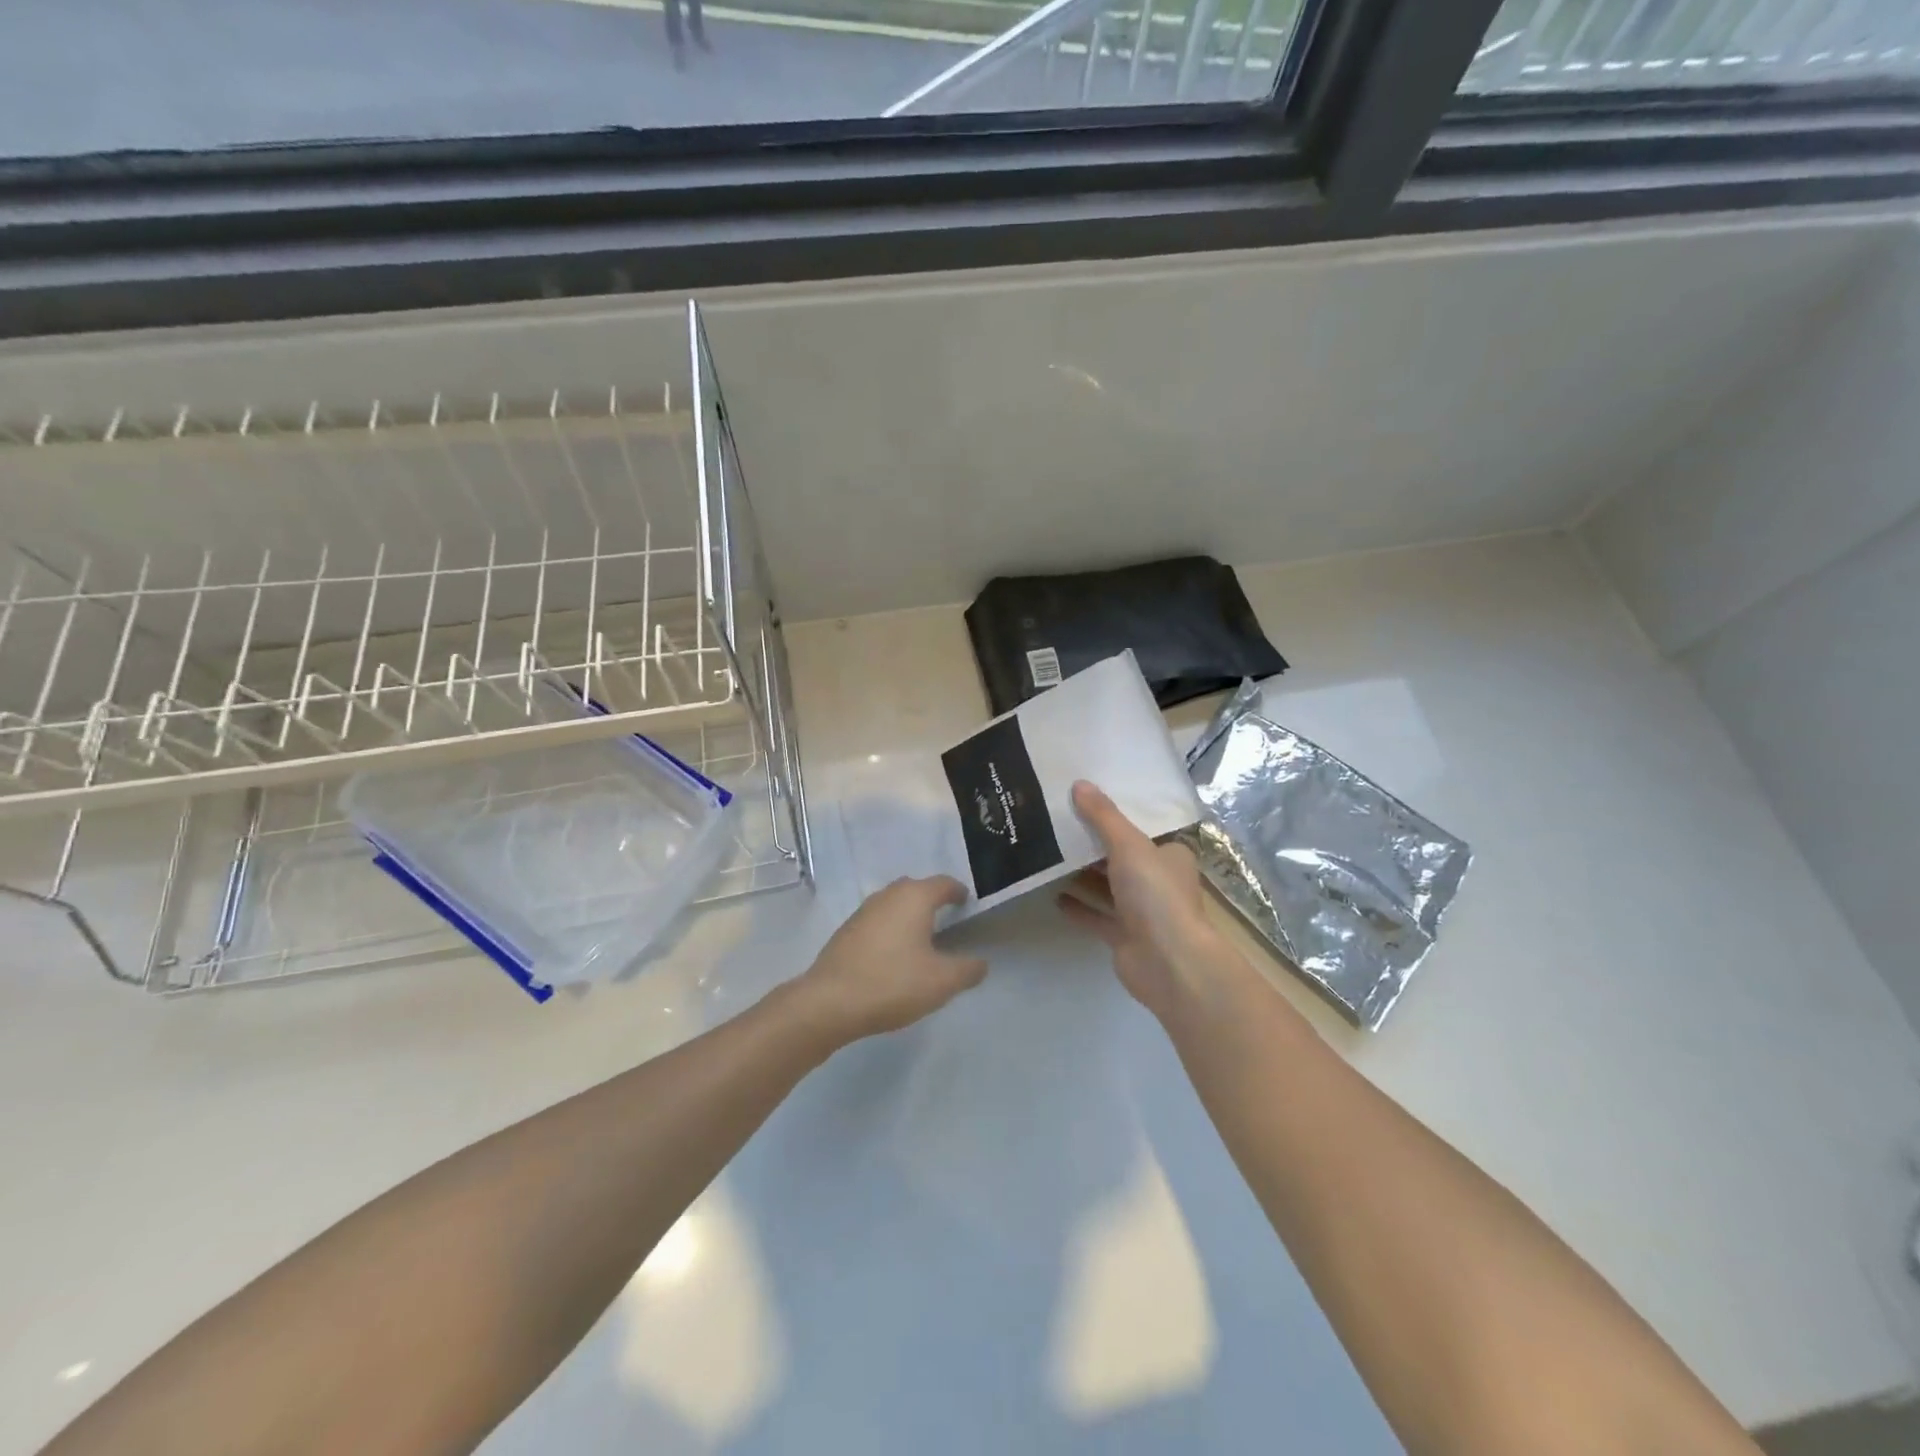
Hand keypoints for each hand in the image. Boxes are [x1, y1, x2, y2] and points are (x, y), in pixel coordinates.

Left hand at [792, 876, 987, 1046]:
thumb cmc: (893, 983)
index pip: (944, 883)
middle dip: (932, 900)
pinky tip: (893, 955)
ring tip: (922, 939)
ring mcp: (863, 911)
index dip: (958, 892)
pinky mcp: (846, 931)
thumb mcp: (942, 982)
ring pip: (894, 904)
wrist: (830, 1002)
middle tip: (947, 921)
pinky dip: (890, 930)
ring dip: (909, 915)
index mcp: (914, 897)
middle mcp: (888, 895)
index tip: (967, 904)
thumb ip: (968, 970)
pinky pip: (878, 922)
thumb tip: (980, 963)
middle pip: (916, 889)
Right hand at [1057, 781, 1228, 1021]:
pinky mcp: (1125, 936)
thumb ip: (1103, 817)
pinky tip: (1053, 896)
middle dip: (1093, 845)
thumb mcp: (1128, 845)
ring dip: (1083, 875)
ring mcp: (1142, 911)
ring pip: (1108, 887)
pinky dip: (1079, 907)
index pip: (1142, 828)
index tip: (1085, 800)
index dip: (1116, 815)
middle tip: (1057, 823)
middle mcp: (1158, 881)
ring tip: (1048, 855)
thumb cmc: (1155, 895)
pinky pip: (1097, 916)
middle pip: (1121, 857)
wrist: (1168, 963)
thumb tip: (1079, 784)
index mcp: (1170, 855)